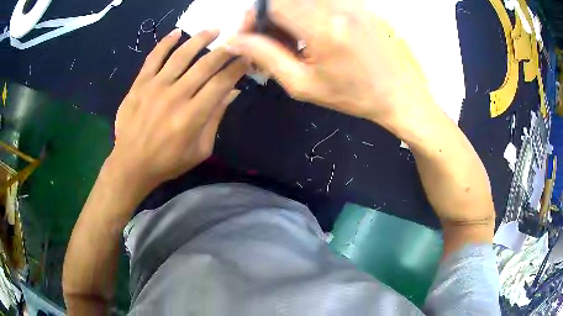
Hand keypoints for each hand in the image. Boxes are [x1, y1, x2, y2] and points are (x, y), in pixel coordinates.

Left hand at [111, 28, 246, 189]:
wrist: (131, 164)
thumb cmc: (168, 162)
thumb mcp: (200, 150)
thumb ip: (215, 119)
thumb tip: (231, 92)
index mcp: (193, 116)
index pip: (221, 82)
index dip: (237, 67)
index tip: (247, 59)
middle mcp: (175, 96)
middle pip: (205, 65)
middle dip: (225, 50)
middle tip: (236, 42)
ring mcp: (155, 87)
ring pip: (182, 55)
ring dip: (200, 39)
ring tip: (213, 30)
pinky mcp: (139, 84)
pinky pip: (153, 57)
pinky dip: (165, 42)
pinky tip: (177, 32)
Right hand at [229, 0, 437, 129]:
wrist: (397, 93)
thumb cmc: (352, 95)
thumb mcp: (303, 84)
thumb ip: (266, 57)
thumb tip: (236, 40)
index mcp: (323, 28)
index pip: (273, 4)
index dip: (254, 16)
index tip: (249, 35)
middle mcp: (337, 8)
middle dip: (268, 17)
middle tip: (270, 41)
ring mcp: (351, 4)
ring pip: (302, 0)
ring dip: (287, 15)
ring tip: (292, 41)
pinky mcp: (359, 5)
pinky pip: (321, 2)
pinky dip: (307, 12)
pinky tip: (312, 33)